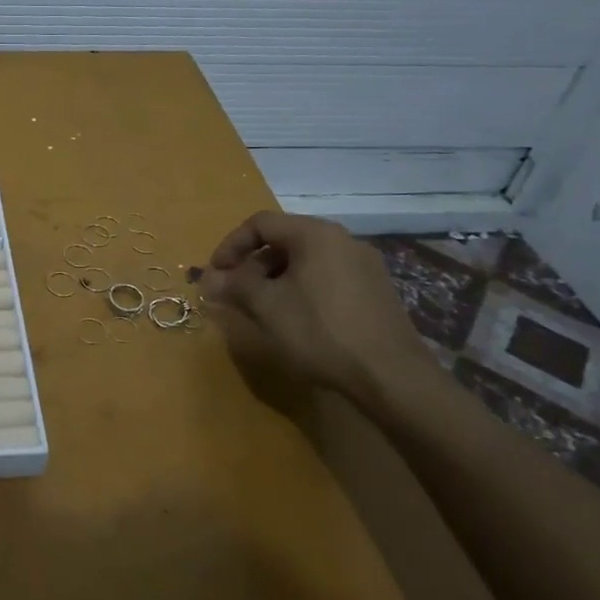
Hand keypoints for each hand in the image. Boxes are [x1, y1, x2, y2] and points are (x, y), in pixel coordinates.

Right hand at [199, 210, 432, 405]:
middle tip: (234, 293)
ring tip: (261, 309)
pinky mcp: (375, 291)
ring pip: (305, 261)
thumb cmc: (320, 331)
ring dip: (275, 279)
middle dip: (251, 265)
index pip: (260, 223)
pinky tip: (296, 319)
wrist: (391, 376)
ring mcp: (364, 265)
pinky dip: (301, 289)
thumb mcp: (267, 306)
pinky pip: (326, 278)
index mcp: (315, 234)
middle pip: (284, 240)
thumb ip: (234, 285)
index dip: (230, 245)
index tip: (215, 274)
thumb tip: (208, 278)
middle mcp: (343, 240)